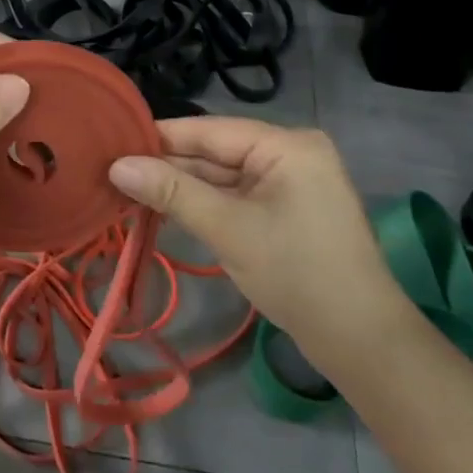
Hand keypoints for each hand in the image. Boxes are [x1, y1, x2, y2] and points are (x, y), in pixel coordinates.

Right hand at [108, 117, 409, 368]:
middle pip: (215, 152)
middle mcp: (289, 154)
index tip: (112, 143)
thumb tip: (117, 166)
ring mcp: (289, 184)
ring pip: (222, 177)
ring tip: (127, 190)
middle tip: (112, 173)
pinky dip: (203, 204)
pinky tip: (165, 208)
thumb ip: (171, 192)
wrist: (360, 342)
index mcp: (287, 145)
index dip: (160, 138)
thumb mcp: (228, 228)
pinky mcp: (285, 211)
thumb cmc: (296, 273)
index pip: (209, 130)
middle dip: (168, 166)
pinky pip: (235, 197)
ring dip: (182, 187)